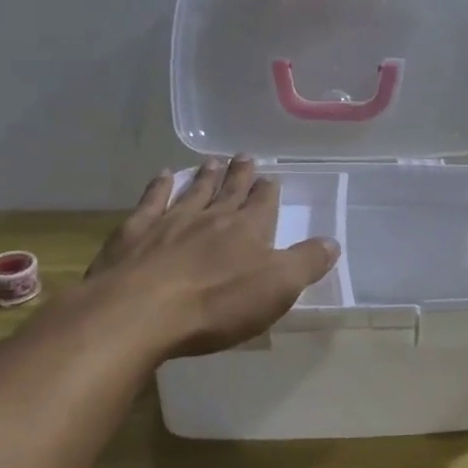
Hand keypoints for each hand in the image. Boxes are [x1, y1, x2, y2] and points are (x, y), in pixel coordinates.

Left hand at [82, 156, 340, 358]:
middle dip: (240, 174)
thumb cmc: (216, 304)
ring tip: (212, 160)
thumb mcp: (277, 288)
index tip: (271, 177)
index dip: (268, 190)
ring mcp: (170, 221)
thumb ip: (306, 263)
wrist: (140, 311)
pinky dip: (159, 186)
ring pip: (193, 191)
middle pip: (229, 190)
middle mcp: (211, 217)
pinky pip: (151, 200)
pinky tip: (163, 175)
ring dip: (204, 176)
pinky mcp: (135, 233)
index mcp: (247, 230)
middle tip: (245, 155)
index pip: (263, 203)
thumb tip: (333, 242)